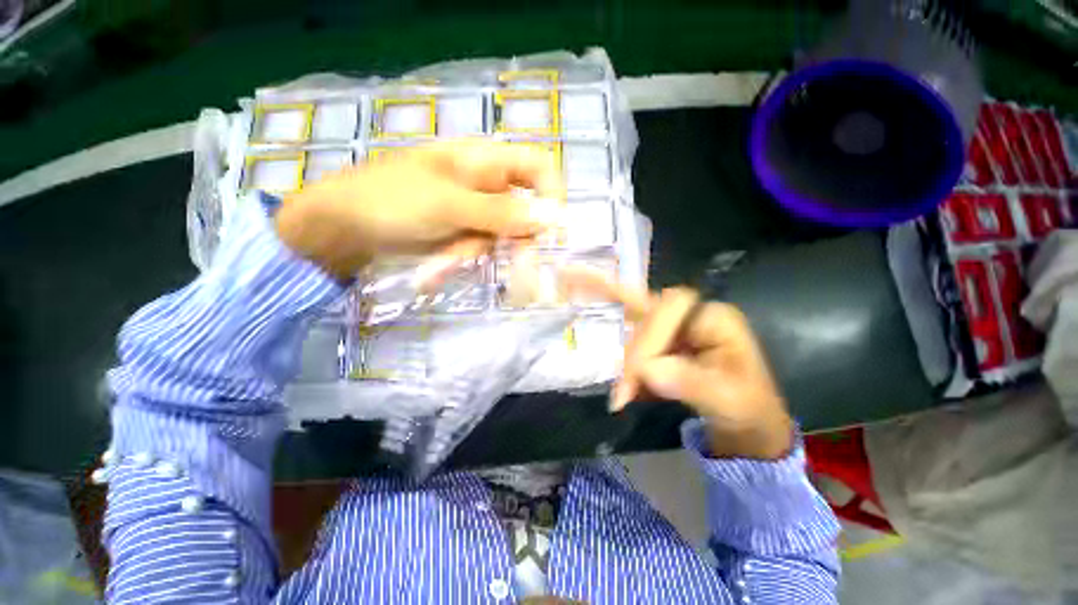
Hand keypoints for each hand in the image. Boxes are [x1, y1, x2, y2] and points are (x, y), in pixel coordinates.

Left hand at [275, 140, 563, 279]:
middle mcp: (486, 183)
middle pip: (524, 213)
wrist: (341, 226)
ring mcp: (473, 210)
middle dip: (516, 245)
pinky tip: (436, 269)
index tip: (553, 234)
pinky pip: (476, 248)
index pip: (539, 168)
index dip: (552, 197)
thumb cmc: (392, 201)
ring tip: (442, 266)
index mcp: (485, 161)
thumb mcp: (450, 205)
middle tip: (519, 278)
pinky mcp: (460, 231)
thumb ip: (502, 213)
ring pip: (499, 237)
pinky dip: (459, 260)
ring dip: (474, 255)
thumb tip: (553, 217)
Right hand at [563, 270, 792, 459]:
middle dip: (633, 351)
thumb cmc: (746, 409)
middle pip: (646, 313)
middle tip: (621, 394)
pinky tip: (581, 288)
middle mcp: (689, 314)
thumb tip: (649, 370)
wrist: (744, 422)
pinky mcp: (658, 339)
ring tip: (619, 391)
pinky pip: (626, 320)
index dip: (649, 337)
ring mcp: (671, 325)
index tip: (642, 376)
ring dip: (623, 355)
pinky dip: (607, 311)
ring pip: (633, 322)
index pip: (669, 309)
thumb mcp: (730, 402)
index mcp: (713, 318)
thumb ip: (693, 384)